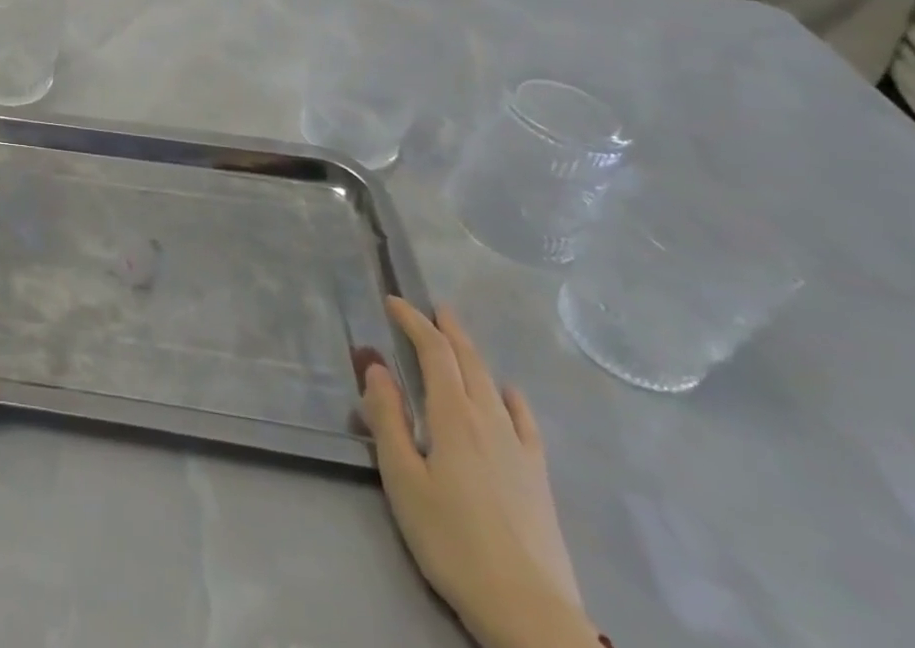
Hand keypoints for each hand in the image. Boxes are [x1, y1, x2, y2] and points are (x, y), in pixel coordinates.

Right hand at [359, 298, 600, 647]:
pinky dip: (512, 398)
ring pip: (494, 385)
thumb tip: (377, 367)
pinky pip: (525, 422)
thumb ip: (387, 419)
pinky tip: (509, 394)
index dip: (413, 322)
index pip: (434, 353)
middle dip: (447, 330)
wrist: (529, 613)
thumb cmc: (452, 541)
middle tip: (430, 308)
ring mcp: (519, 450)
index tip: (393, 302)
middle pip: (469, 362)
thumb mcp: (403, 479)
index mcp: (453, 417)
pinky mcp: (537, 478)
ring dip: (474, 355)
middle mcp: (488, 421)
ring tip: (459, 339)